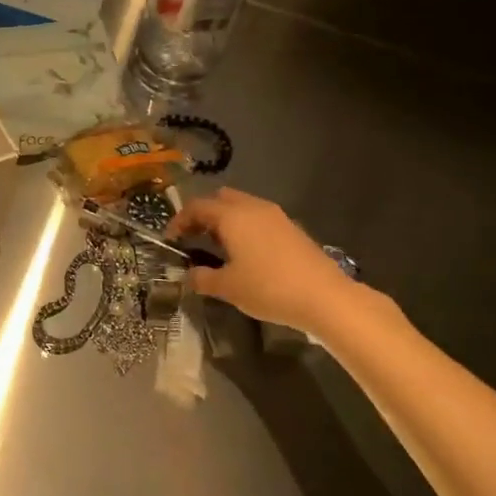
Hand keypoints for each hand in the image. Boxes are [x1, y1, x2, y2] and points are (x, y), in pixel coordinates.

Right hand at [167, 187, 362, 332]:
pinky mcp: (292, 228)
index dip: (179, 220)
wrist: (324, 296)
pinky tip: (246, 253)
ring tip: (218, 247)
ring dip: (226, 220)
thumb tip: (189, 275)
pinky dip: (245, 227)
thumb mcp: (228, 287)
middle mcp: (253, 208)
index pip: (197, 207)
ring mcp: (276, 216)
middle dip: (204, 214)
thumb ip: (202, 278)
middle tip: (194, 237)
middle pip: (220, 199)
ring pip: (242, 207)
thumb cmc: (268, 288)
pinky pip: (259, 218)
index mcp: (232, 216)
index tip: (171, 239)